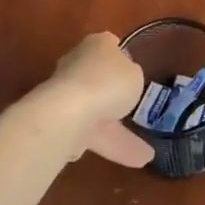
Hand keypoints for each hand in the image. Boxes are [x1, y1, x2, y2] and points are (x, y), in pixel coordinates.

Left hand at [31, 32, 152, 167]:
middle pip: (98, 79)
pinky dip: (107, 145)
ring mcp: (65, 94)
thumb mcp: (134, 74)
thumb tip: (124, 81)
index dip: (121, 56)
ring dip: (117, 132)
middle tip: (134, 111)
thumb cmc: (108, 82)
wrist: (68, 113)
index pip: (109, 45)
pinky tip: (129, 160)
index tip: (132, 70)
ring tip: (145, 155)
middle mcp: (77, 64)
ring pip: (95, 112)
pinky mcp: (59, 120)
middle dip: (114, 97)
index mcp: (97, 45)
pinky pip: (88, 133)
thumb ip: (131, 75)